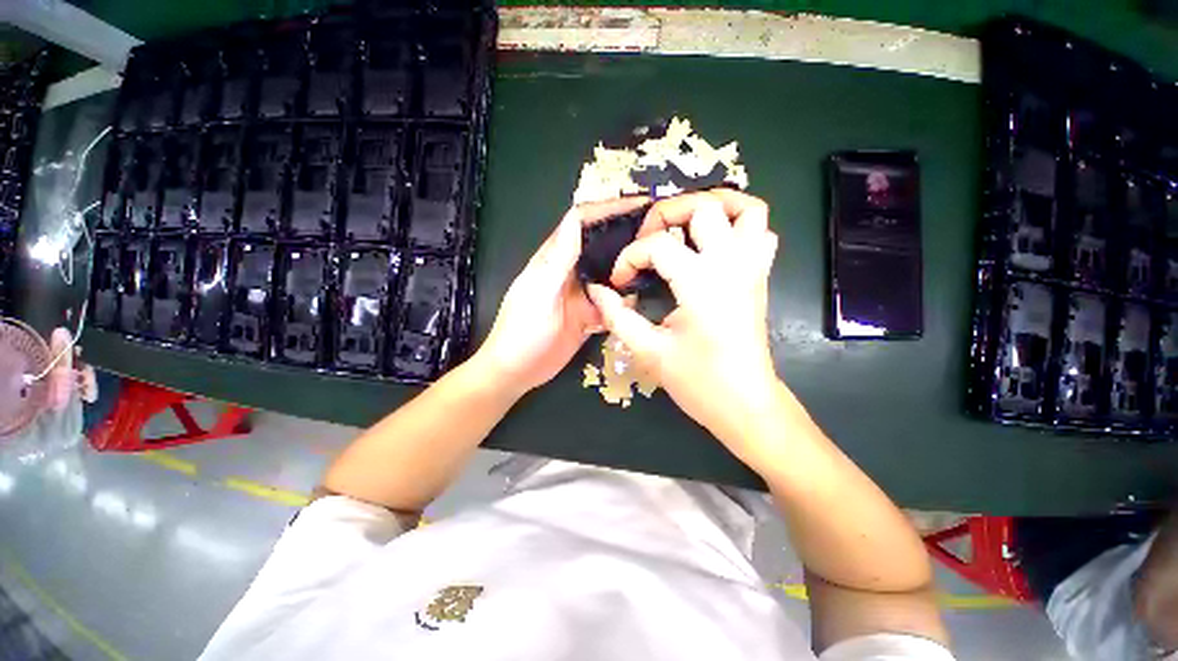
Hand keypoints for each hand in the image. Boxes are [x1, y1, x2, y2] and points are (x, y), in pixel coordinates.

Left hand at [475, 197, 650, 395]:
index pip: (581, 221)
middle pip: (600, 244)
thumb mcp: (539, 292)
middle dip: (627, 235)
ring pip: (609, 274)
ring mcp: (580, 294)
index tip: (641, 204)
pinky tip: (641, 301)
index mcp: (554, 258)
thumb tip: (577, 218)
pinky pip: (611, 302)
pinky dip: (625, 300)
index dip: (608, 208)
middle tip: (660, 234)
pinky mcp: (588, 315)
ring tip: (658, 266)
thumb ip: (559, 259)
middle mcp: (570, 271)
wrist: (517, 371)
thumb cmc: (521, 330)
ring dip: (628, 269)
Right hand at [586, 190, 784, 467]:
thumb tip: (597, 290)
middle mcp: (731, 265)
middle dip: (666, 215)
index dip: (630, 259)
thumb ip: (618, 315)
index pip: (657, 246)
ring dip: (713, 206)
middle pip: (703, 207)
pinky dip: (738, 225)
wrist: (746, 404)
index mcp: (702, 283)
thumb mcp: (649, 350)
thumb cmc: (698, 382)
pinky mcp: (760, 277)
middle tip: (647, 239)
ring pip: (746, 209)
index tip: (619, 282)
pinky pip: (760, 233)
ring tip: (684, 224)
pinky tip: (713, 244)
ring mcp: (752, 268)